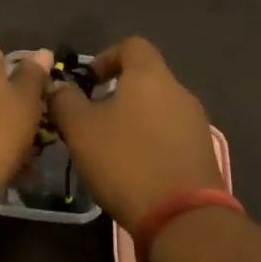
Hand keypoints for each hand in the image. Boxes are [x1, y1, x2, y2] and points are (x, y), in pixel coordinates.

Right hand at [47, 37, 220, 232]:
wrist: (182, 216)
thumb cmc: (125, 161)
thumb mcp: (81, 130)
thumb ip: (65, 101)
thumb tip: (58, 85)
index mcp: (150, 76)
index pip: (132, 45)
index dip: (107, 57)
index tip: (88, 82)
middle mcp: (179, 91)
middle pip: (147, 78)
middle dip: (118, 93)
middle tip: (92, 118)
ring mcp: (196, 123)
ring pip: (159, 109)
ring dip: (134, 119)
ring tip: (110, 147)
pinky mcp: (203, 152)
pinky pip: (171, 135)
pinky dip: (151, 141)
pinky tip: (134, 168)